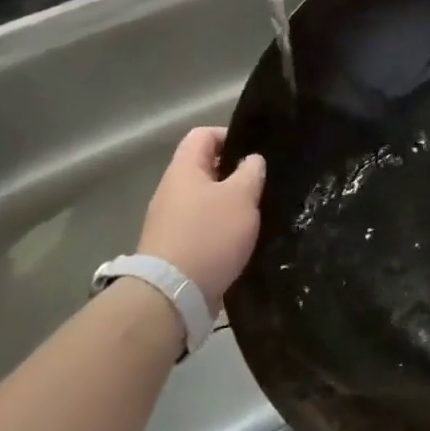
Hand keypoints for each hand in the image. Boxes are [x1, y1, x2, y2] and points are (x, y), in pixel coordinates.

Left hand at [136, 127, 264, 309]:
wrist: (171, 295)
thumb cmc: (209, 235)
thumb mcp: (241, 197)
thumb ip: (251, 172)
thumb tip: (252, 160)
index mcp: (184, 169)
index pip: (203, 134)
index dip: (230, 136)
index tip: (255, 154)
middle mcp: (171, 190)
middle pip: (205, 168)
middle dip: (234, 174)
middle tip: (260, 185)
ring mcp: (169, 220)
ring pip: (205, 199)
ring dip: (229, 204)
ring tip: (255, 214)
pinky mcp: (174, 248)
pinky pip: (201, 226)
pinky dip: (220, 229)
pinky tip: (239, 241)